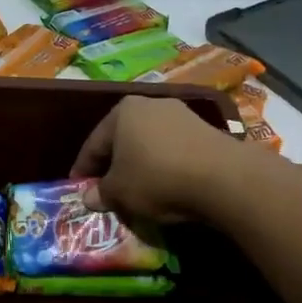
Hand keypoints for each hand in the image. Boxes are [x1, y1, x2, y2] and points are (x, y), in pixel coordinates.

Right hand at [71, 95, 237, 221]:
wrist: (223, 177)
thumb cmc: (157, 178)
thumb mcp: (120, 192)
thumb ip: (101, 193)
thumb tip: (89, 197)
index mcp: (122, 112)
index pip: (94, 144)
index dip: (83, 169)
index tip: (78, 188)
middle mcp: (150, 104)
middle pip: (122, 139)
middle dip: (113, 165)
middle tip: (106, 190)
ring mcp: (181, 114)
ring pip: (149, 144)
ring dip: (141, 165)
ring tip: (137, 190)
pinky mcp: (206, 130)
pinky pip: (174, 150)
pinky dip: (165, 166)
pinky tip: (166, 185)